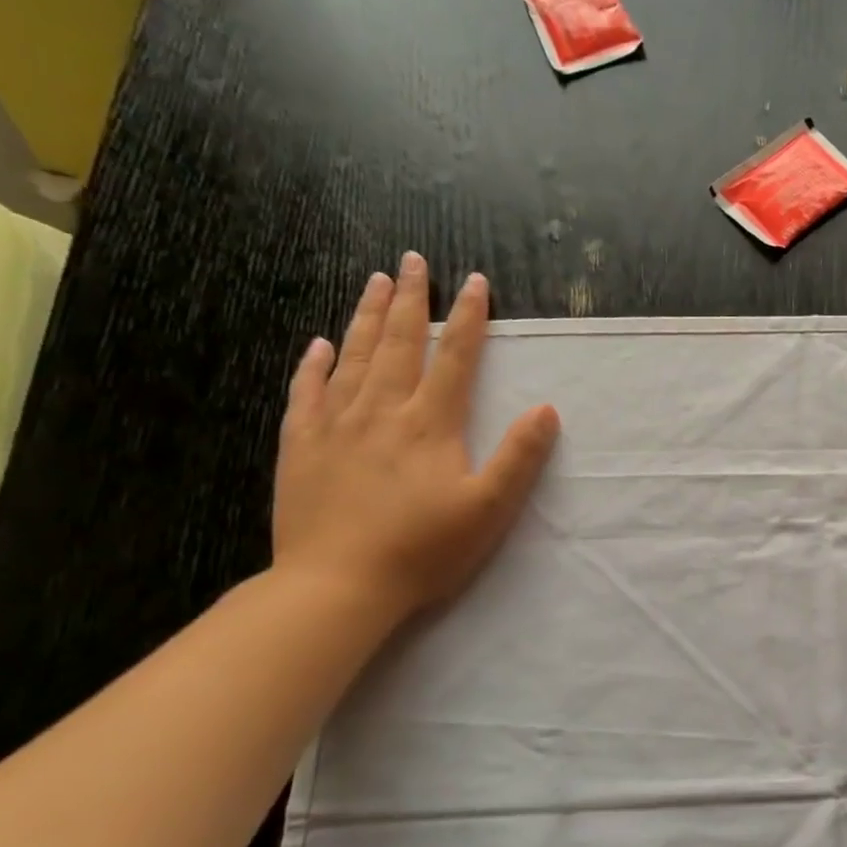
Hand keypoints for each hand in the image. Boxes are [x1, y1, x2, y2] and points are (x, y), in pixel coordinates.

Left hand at [273, 252, 559, 623]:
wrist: (336, 586)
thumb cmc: (423, 549)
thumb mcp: (489, 509)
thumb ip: (519, 457)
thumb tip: (546, 409)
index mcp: (430, 424)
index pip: (454, 357)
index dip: (468, 317)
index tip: (475, 281)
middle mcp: (381, 411)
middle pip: (398, 344)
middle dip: (410, 299)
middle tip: (412, 261)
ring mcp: (335, 426)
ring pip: (353, 357)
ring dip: (367, 317)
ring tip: (375, 281)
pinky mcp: (301, 447)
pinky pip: (306, 393)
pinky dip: (314, 365)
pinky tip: (320, 345)